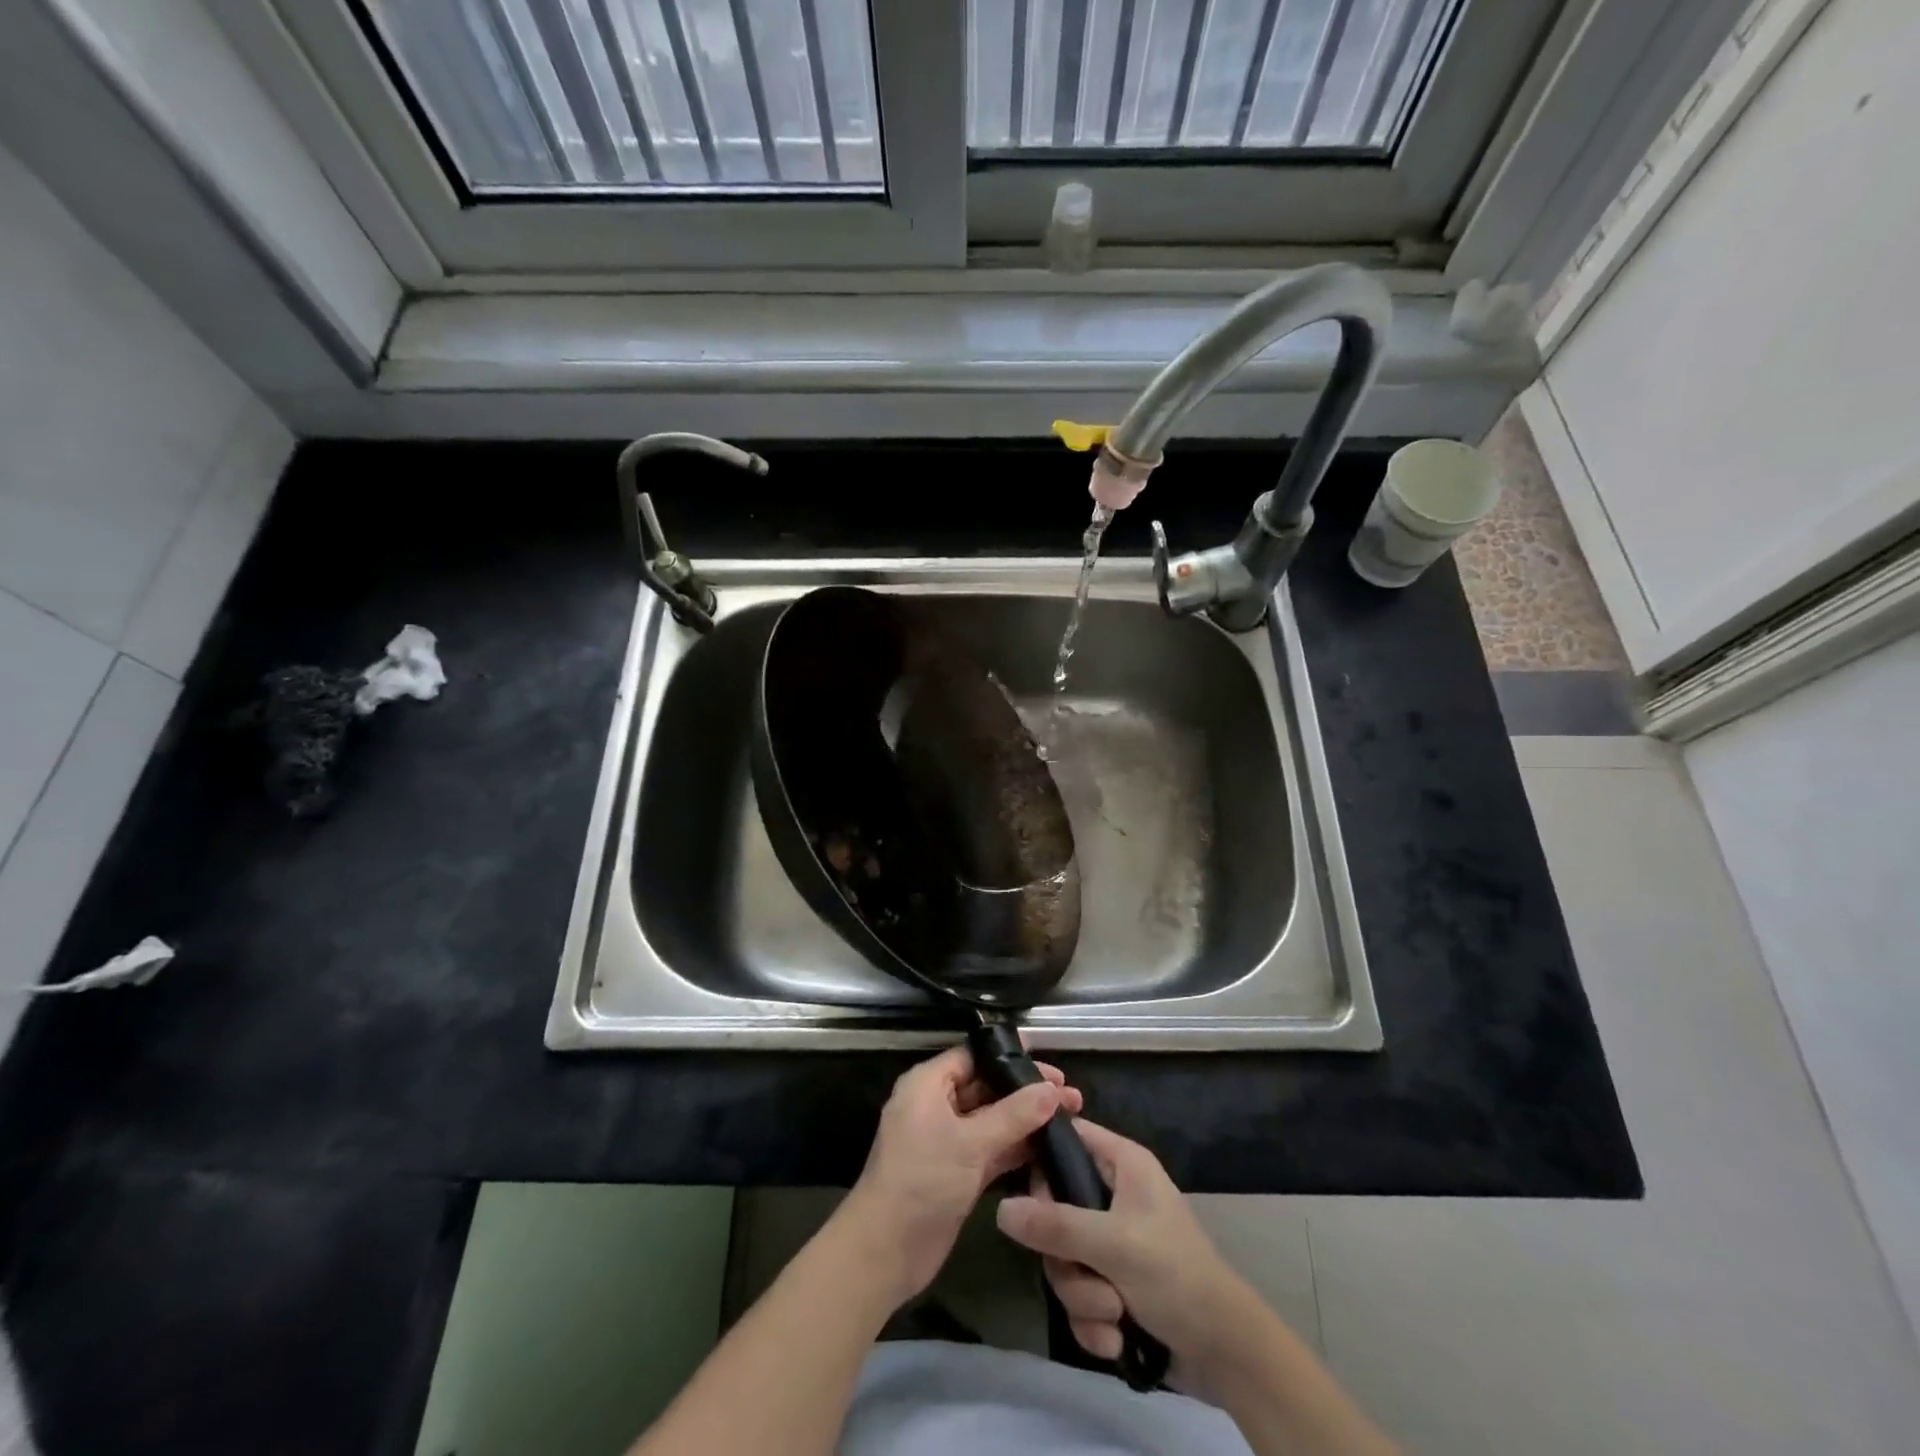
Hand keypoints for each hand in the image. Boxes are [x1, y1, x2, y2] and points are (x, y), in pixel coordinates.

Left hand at [840, 1043, 1082, 1307]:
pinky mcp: (958, 1172)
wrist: (885, 1251)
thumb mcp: (970, 1142)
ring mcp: (948, 1141)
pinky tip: (1051, 1149)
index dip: (1011, 1058)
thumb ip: (1015, 1115)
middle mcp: (937, 1106)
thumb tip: (1053, 1090)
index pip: (974, 1057)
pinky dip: (1017, 1149)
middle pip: (987, 1088)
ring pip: (993, 1121)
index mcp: (927, 1084)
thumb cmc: (922, 1180)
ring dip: (1027, 1121)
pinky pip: (992, 1150)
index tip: (1051, 1066)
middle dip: (1026, 1091)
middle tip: (1071, 1096)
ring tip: (1072, 1118)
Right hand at [996, 1119, 1253, 1376]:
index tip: (1027, 1192)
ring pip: (1063, 1260)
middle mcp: (1112, 1195)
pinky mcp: (1111, 1285)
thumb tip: (1000, 1209)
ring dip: (1084, 1297)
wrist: (1226, 1354)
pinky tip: (1117, 1339)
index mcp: (1122, 1164)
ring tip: (1115, 1313)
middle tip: (1088, 1275)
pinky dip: (1093, 1322)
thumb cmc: (1176, 1276)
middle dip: (1067, 1259)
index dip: (1043, 1158)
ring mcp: (1110, 1242)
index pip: (1069, 1137)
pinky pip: (1078, 1296)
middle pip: (1055, 1211)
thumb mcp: (1114, 1245)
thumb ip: (1056, 1226)